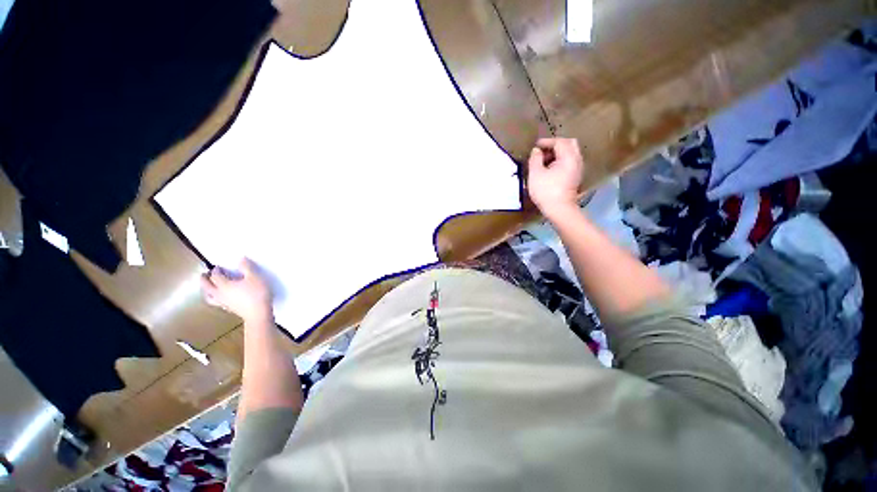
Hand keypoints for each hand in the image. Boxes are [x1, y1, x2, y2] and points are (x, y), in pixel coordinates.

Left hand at [200, 258, 272, 324]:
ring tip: (207, 287)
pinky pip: (216, 302)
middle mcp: (219, 294)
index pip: (215, 276)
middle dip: (204, 280)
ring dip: (206, 291)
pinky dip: (213, 298)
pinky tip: (219, 297)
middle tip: (203, 275)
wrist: (258, 313)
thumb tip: (241, 258)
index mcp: (224, 285)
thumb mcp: (255, 277)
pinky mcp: (228, 308)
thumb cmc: (256, 293)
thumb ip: (247, 267)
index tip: (218, 267)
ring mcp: (223, 302)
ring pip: (208, 296)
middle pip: (206, 287)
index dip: (216, 270)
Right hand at [526, 137, 584, 219]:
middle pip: (569, 144)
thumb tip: (536, 151)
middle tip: (543, 151)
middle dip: (556, 144)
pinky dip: (561, 160)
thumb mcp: (535, 174)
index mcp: (568, 157)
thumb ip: (535, 159)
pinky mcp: (576, 177)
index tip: (535, 146)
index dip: (546, 142)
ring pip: (571, 153)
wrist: (559, 209)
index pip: (559, 142)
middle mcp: (577, 160)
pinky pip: (570, 162)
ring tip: (544, 160)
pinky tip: (550, 169)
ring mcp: (578, 169)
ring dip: (558, 153)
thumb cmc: (546, 191)